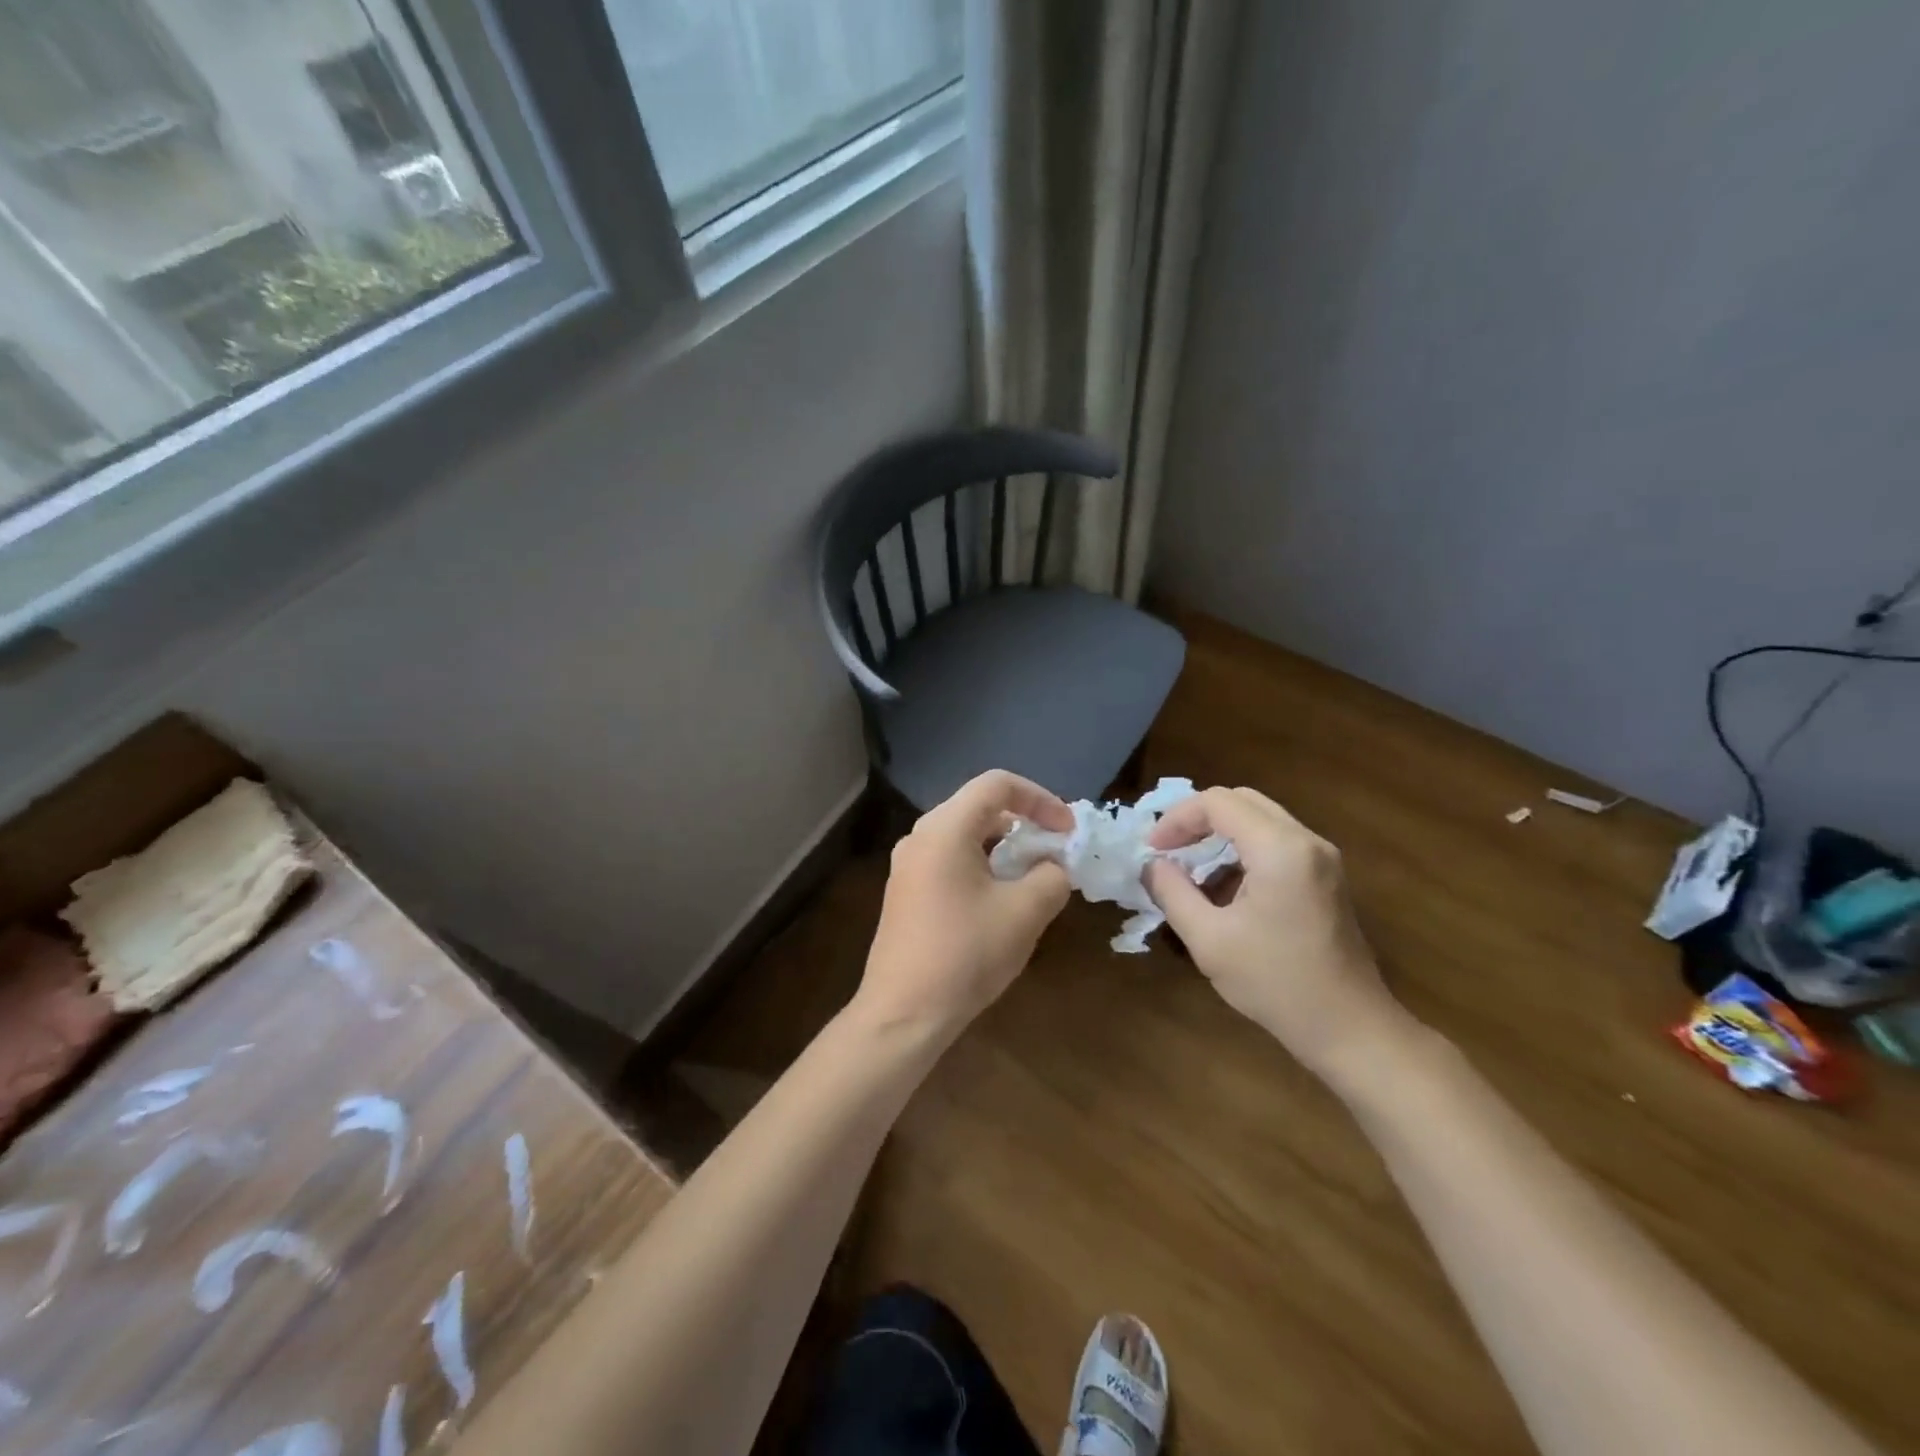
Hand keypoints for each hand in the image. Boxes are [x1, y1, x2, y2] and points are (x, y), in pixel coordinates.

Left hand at [856, 772, 1073, 1040]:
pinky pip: (950, 859)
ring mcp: (908, 865)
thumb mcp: (1025, 913)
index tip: (1067, 831)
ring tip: (1034, 876)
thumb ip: (1052, 877)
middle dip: (1024, 822)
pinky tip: (1000, 899)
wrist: (903, 1013)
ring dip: (1004, 847)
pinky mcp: (906, 891)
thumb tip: (1053, 866)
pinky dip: (982, 865)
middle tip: (1055, 850)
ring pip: (965, 835)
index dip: (1040, 799)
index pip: (997, 784)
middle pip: (979, 806)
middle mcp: (920, 836)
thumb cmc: (966, 954)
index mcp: (945, 829)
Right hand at [1146, 787, 1412, 1081]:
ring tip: (1190, 873)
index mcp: (1280, 849)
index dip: (1177, 819)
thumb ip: (1172, 893)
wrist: (1349, 1029)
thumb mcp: (1208, 940)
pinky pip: (1275, 843)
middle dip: (1197, 820)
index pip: (1218, 802)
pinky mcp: (1325, 877)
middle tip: (1167, 851)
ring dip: (1219, 836)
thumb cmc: (1276, 983)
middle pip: (1241, 801)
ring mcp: (1321, 858)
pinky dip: (1242, 853)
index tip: (1152, 850)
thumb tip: (1151, 865)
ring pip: (1259, 820)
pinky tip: (1223, 892)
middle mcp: (1306, 841)